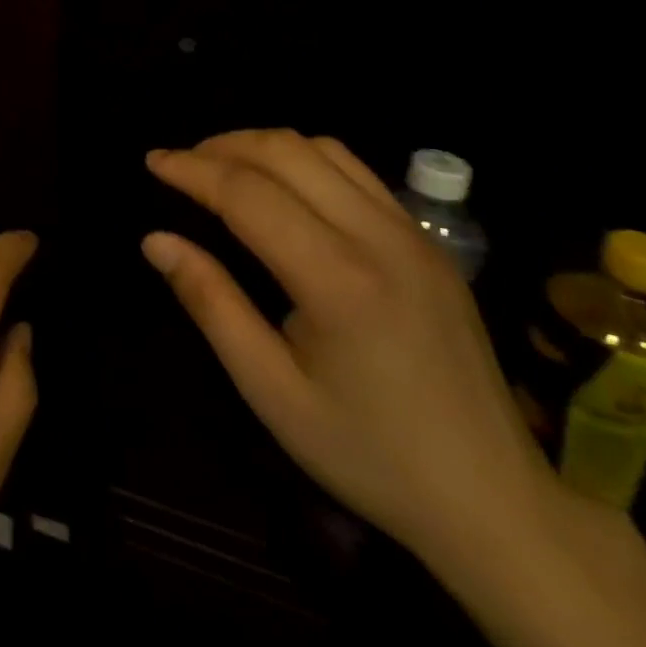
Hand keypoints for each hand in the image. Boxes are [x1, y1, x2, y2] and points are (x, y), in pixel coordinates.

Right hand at [143, 131, 558, 566]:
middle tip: (180, 163)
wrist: (494, 501)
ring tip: (222, 165)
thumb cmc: (368, 453)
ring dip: (264, 145)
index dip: (192, 169)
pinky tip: (282, 186)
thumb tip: (156, 240)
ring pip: (325, 150)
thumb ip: (210, 304)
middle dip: (222, 145)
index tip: (152, 161)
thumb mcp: (270, 390)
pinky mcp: (430, 243)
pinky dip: (306, 159)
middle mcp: (380, 238)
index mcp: (338, 280)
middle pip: (287, 152)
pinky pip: (358, 172)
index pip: (248, 193)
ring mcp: (414, 235)